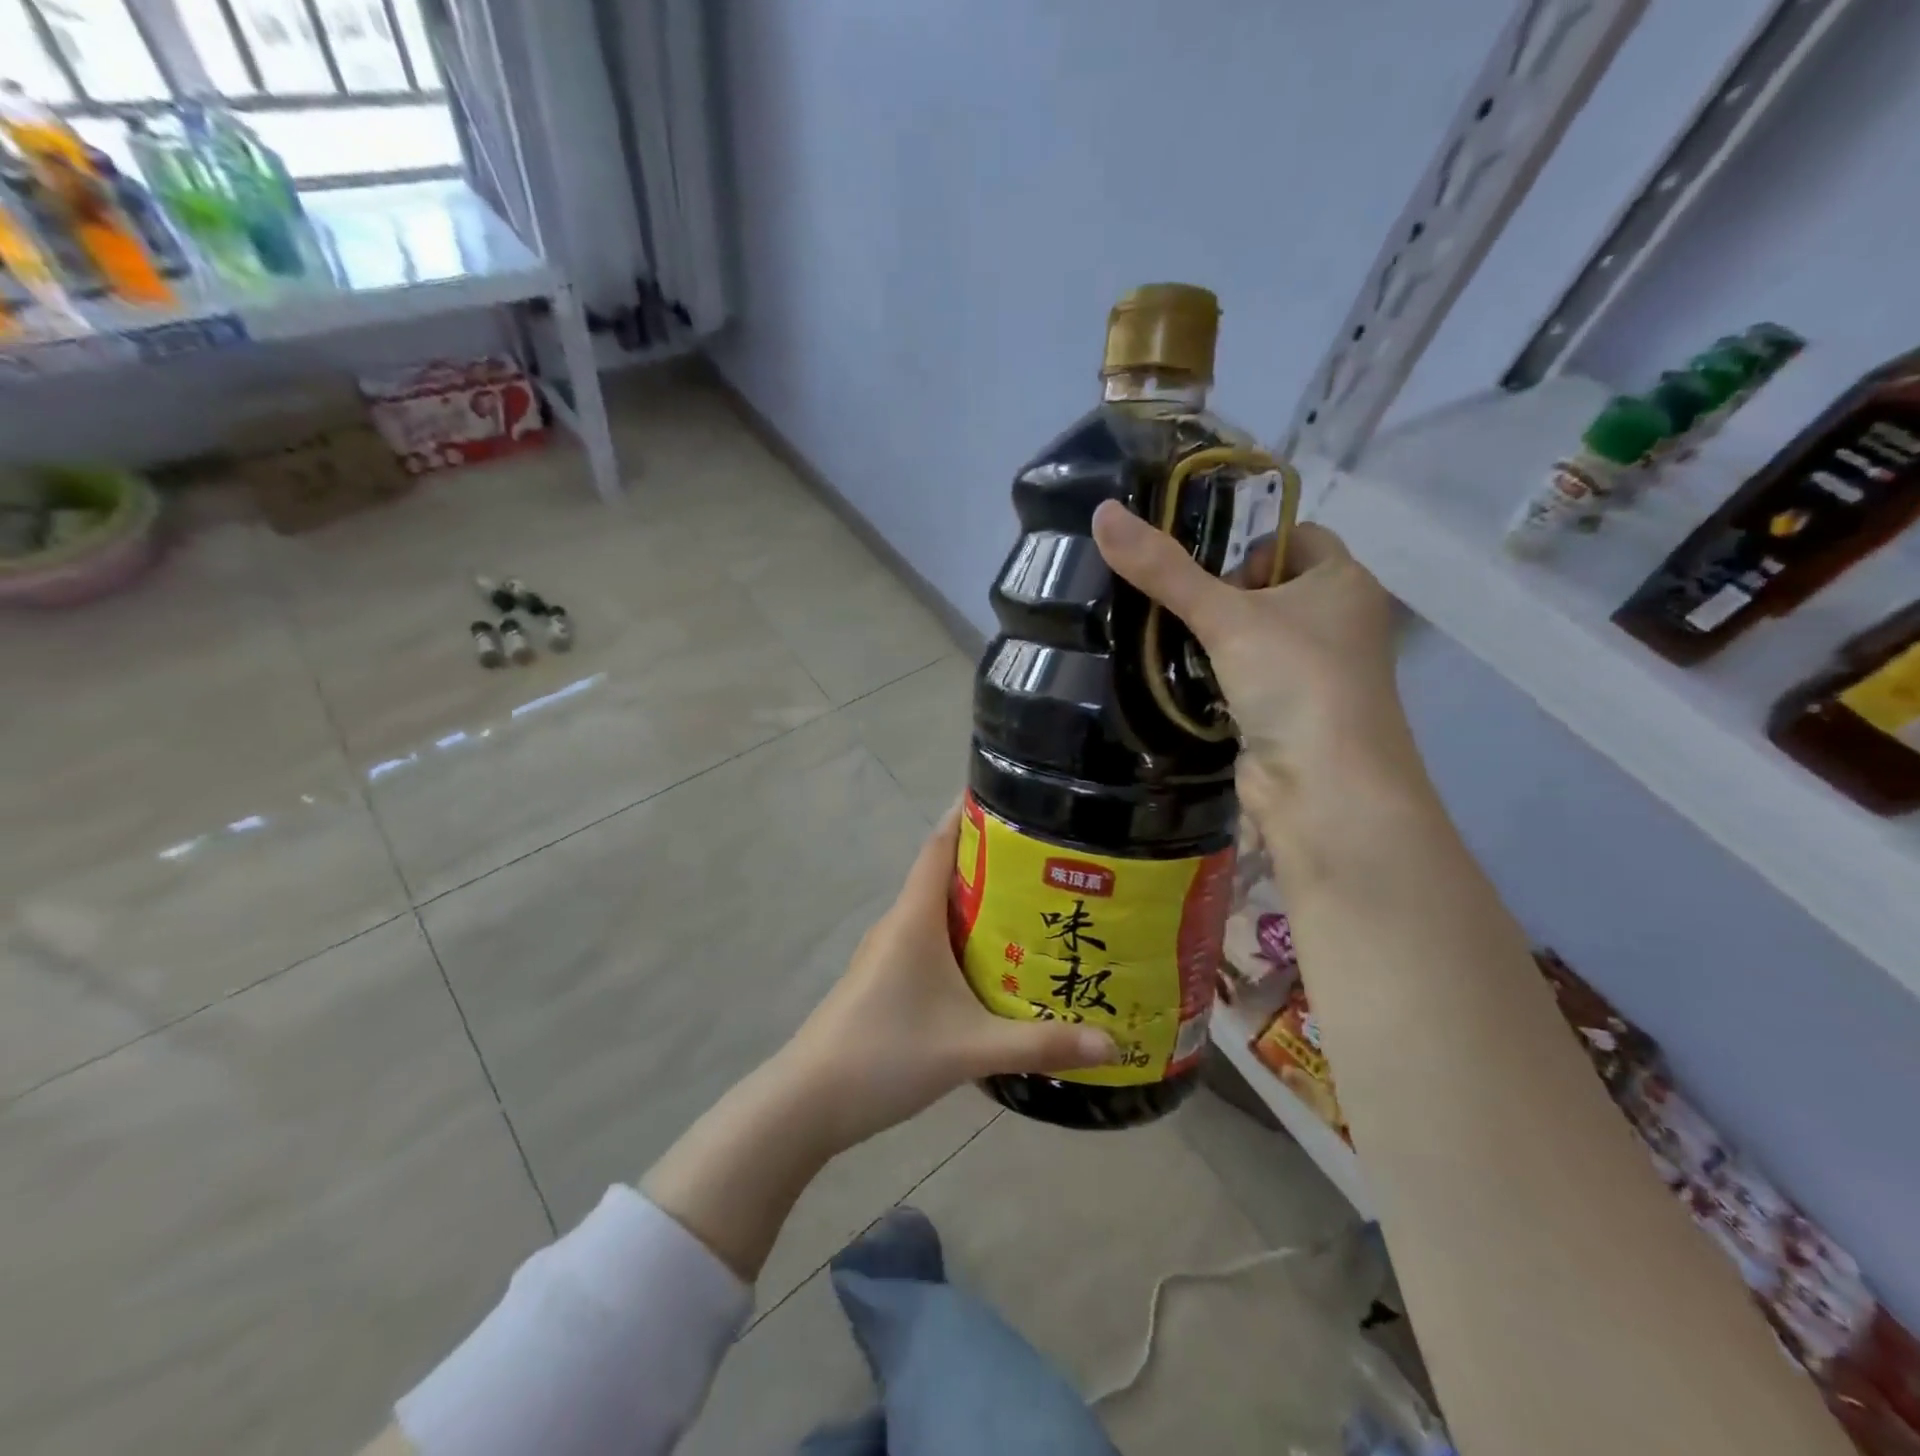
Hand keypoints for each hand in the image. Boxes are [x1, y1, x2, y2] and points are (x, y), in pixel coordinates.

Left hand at [776, 806, 1114, 1154]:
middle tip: (1046, 862)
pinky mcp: (882, 980)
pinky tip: (990, 965)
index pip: (941, 845)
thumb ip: (1040, 1044)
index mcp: (914, 917)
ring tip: (1030, 908)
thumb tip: (1112, 1045)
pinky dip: (959, 938)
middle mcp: (898, 924)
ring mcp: (885, 953)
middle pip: (944, 875)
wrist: (808, 1101)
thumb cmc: (886, 1054)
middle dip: (990, 863)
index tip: (1010, 798)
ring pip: (936, 912)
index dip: (969, 816)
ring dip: (976, 904)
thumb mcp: (970, 1048)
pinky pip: (928, 942)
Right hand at [1091, 499, 1414, 833]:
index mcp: (1344, 583)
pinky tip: (1182, 685)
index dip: (1251, 544)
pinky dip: (1218, 681)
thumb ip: (1165, 570)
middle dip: (1223, 596)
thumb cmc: (1294, 680)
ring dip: (1216, 642)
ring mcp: (1318, 675)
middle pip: (1271, 589)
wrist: (1325, 789)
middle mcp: (1340, 623)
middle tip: (1179, 609)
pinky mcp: (1291, 716)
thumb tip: (1102, 513)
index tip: (1203, 568)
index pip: (1299, 537)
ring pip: (1257, 639)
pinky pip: (1249, 681)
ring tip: (1167, 643)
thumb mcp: (1226, 616)